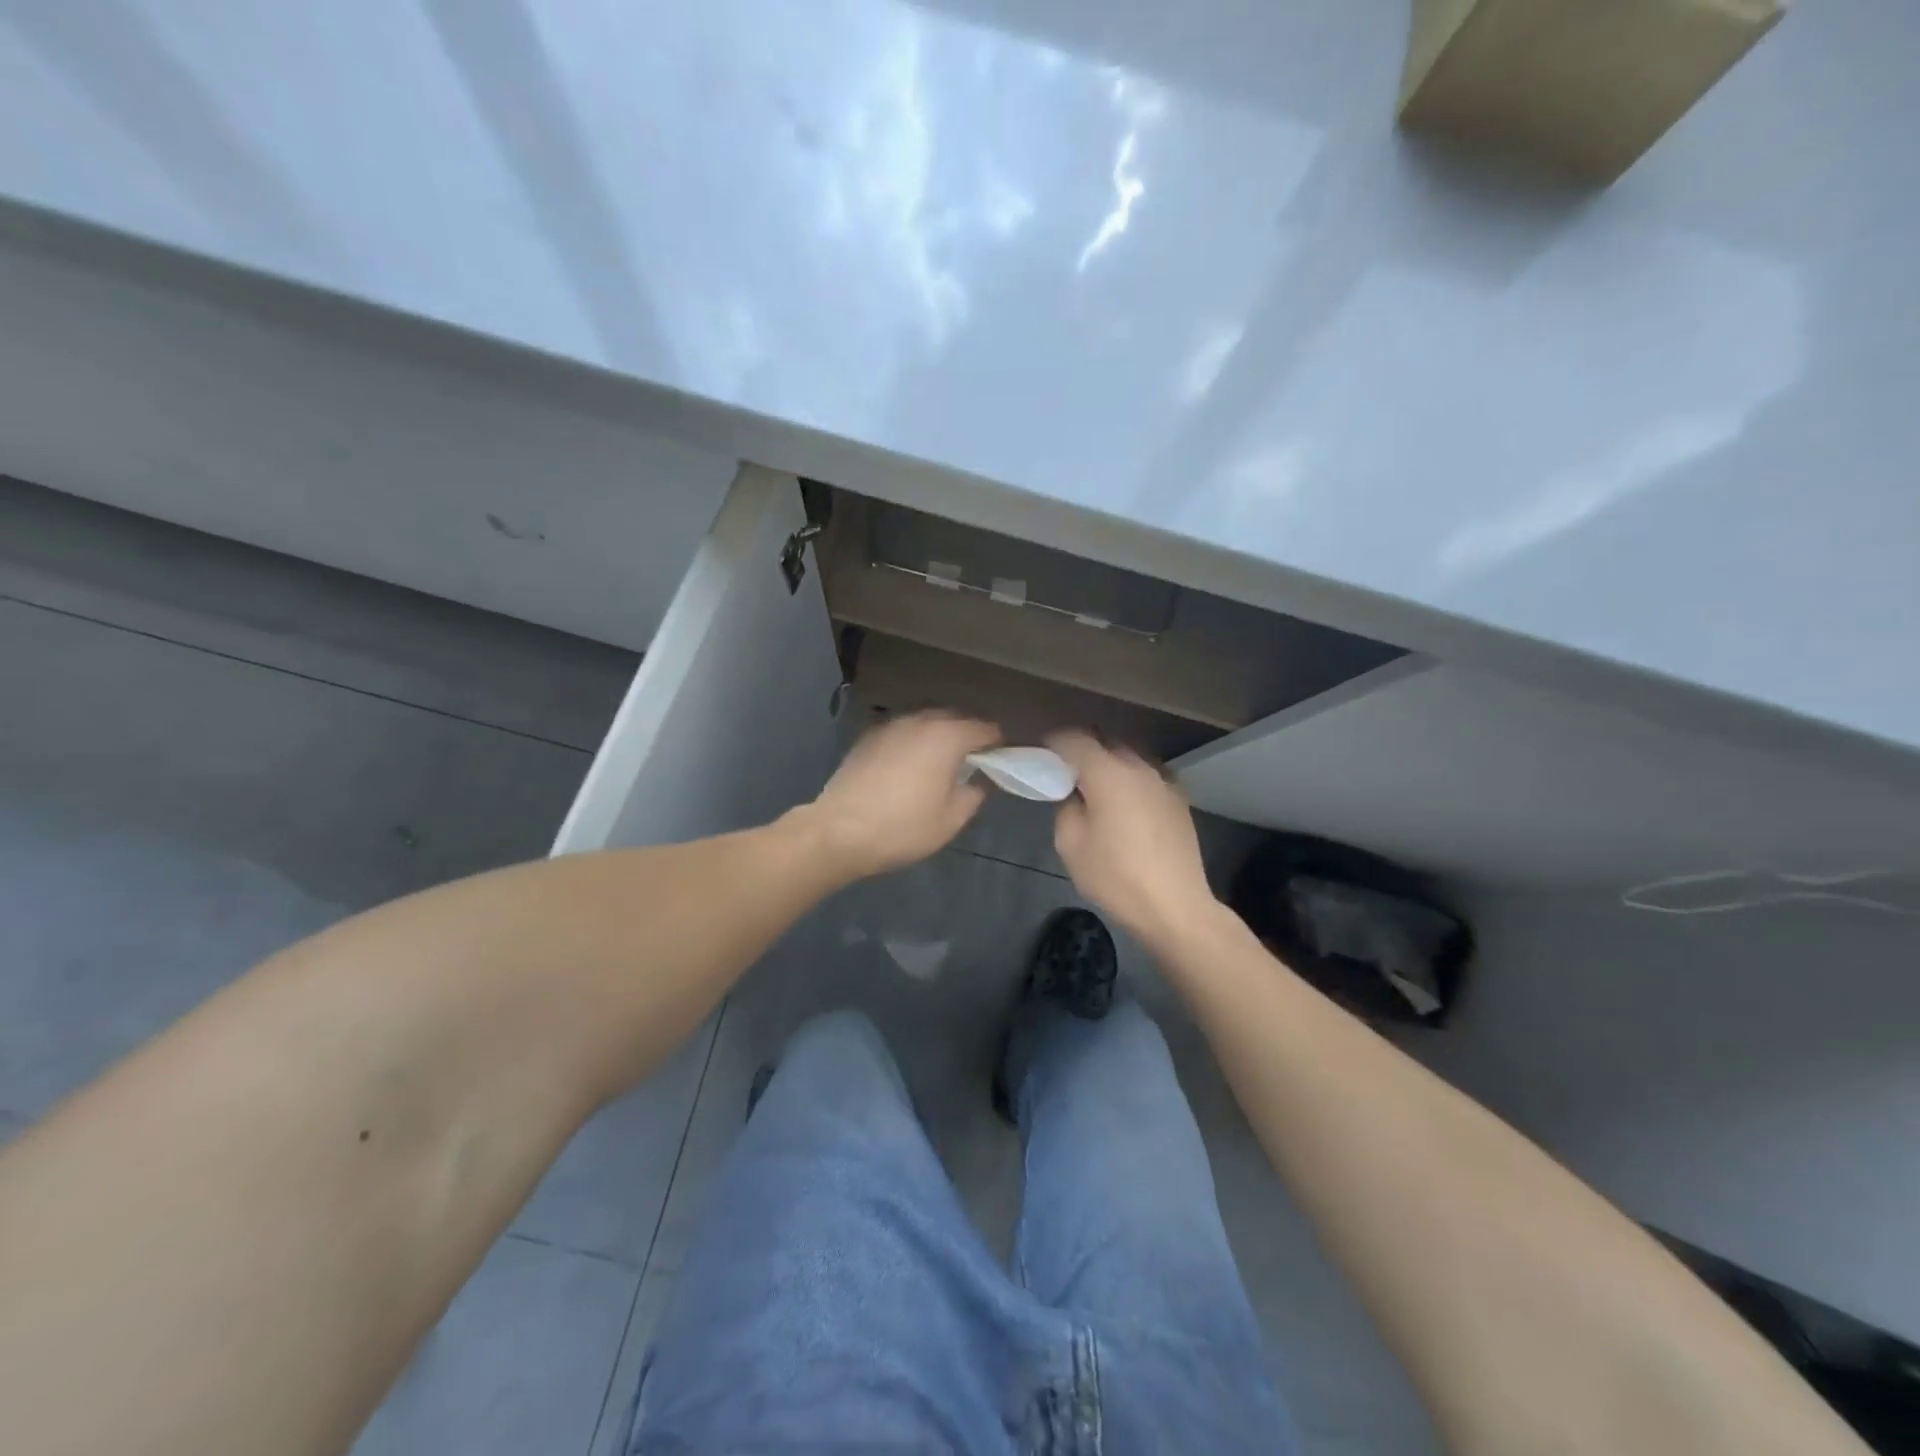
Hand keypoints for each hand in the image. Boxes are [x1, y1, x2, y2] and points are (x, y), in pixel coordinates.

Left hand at [800, 712, 1000, 881]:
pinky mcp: (868, 736)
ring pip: (926, 721)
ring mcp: (890, 725)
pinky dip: (914, 741)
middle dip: (968, 735)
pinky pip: (903, 731)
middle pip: (955, 718)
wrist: (839, 832)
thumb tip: (980, 779)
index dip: (998, 744)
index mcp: (947, 736)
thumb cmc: (903, 828)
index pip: (986, 728)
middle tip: (974, 763)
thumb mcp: (951, 820)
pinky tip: (910, 765)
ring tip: (942, 763)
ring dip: (939, 736)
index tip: (1001, 762)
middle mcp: (920, 720)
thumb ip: (974, 793)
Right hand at [1048, 730, 1217, 947]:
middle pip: (1105, 742)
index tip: (1041, 755)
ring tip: (1096, 789)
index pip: (1074, 739)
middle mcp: (1138, 767)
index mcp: (1108, 773)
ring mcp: (1164, 781)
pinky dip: (1131, 780)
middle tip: (1066, 774)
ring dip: (1109, 764)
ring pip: (1130, 757)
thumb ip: (1066, 807)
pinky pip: (1148, 776)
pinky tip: (1126, 804)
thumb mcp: (1070, 845)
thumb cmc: (1115, 877)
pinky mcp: (1179, 799)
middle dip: (1083, 751)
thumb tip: (1076, 795)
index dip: (1054, 742)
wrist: (1174, 907)